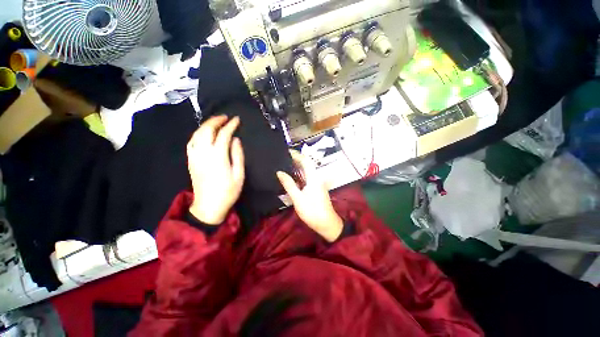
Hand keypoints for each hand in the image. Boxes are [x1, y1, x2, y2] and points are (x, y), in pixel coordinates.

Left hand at [187, 116, 244, 224]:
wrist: (209, 206)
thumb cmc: (228, 191)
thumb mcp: (239, 175)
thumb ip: (238, 155)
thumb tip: (236, 140)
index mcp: (218, 156)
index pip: (223, 135)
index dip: (230, 125)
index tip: (237, 119)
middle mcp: (204, 153)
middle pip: (207, 130)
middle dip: (216, 121)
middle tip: (226, 117)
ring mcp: (195, 156)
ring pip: (197, 134)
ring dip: (206, 125)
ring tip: (216, 122)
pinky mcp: (191, 161)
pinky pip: (191, 142)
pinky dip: (197, 134)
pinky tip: (203, 133)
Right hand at [277, 151, 343, 241]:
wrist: (327, 223)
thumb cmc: (312, 211)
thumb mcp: (298, 198)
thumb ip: (289, 184)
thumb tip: (279, 172)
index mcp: (313, 178)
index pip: (306, 161)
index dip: (297, 155)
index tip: (286, 151)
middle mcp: (316, 178)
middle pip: (307, 164)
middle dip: (296, 159)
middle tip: (283, 158)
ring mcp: (317, 183)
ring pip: (307, 171)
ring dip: (297, 166)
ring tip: (284, 164)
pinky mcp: (316, 188)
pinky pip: (307, 177)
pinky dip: (299, 174)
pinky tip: (292, 176)